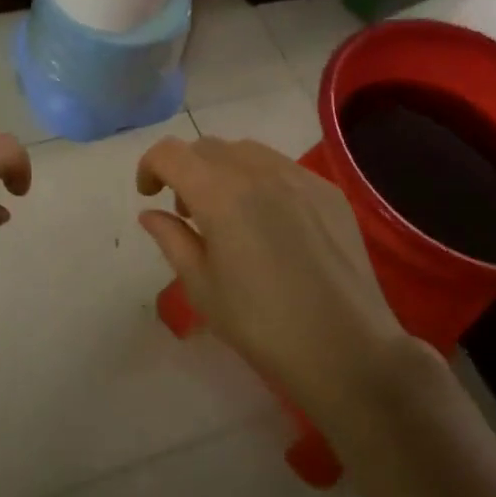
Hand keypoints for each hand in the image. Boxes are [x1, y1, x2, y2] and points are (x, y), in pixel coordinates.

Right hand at [135, 135, 409, 398]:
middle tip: (188, 213)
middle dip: (187, 171)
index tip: (149, 194)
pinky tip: (271, 222)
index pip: (170, 153)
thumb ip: (172, 239)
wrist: (346, 349)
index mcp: (219, 194)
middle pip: (207, 148)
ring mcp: (299, 176)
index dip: (150, 166)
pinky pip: (282, 167)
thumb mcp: (201, 287)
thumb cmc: (261, 324)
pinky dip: (261, 180)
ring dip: (223, 170)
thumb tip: (152, 213)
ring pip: (246, 151)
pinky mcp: (329, 191)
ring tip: (229, 213)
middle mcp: (258, 171)